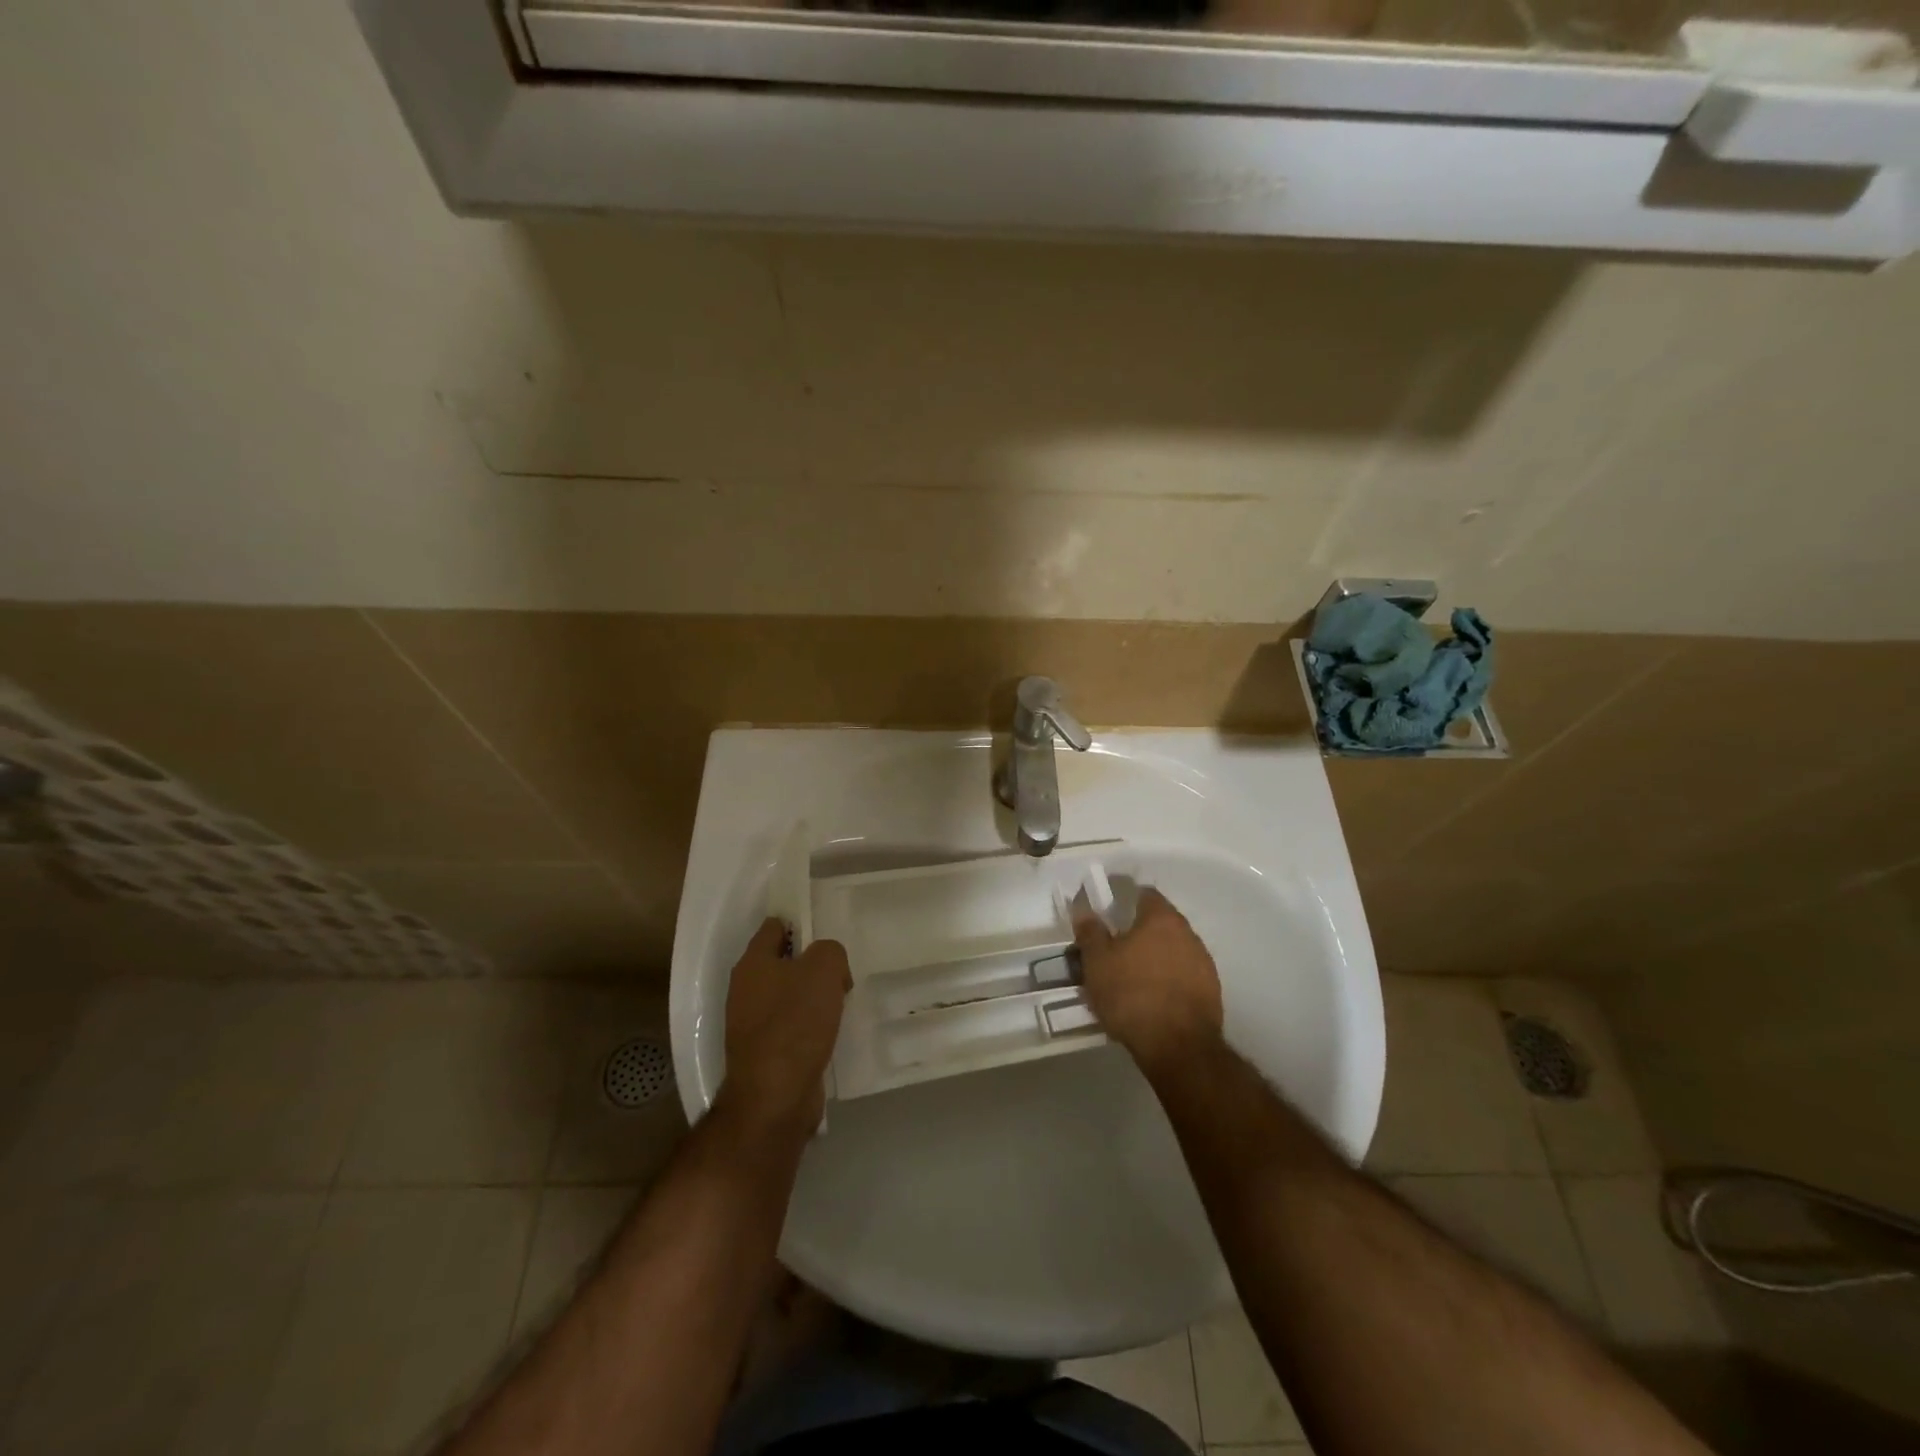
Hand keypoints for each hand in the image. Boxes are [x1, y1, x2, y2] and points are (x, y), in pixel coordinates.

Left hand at [722, 919, 850, 1134]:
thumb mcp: (824, 969)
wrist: (775, 1097)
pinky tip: (830, 1031)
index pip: (774, 927)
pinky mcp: (764, 1053)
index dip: (800, 924)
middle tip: (841, 970)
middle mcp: (745, 990)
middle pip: (782, 962)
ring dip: (812, 996)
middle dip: (811, 963)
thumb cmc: (795, 1023)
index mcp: (753, 963)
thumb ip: (830, 951)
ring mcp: (751, 1024)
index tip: (827, 933)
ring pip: (788, 995)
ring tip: (841, 1001)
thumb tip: (829, 968)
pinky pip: (791, 1026)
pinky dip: (809, 1026)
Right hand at [1074, 888, 1222, 1073]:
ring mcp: (1203, 962)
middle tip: (1115, 951)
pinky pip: (1184, 975)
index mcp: (1161, 918)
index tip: (1109, 917)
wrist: (1178, 1047)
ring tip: (1132, 979)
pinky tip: (1153, 1000)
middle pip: (1160, 923)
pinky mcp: (1212, 991)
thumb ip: (1090, 932)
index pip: (1145, 894)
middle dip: (1139, 932)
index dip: (1125, 901)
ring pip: (1173, 950)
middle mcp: (1188, 933)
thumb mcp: (1097, 963)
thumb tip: (1084, 910)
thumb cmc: (1132, 995)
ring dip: (1155, 958)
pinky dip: (1169, 980)